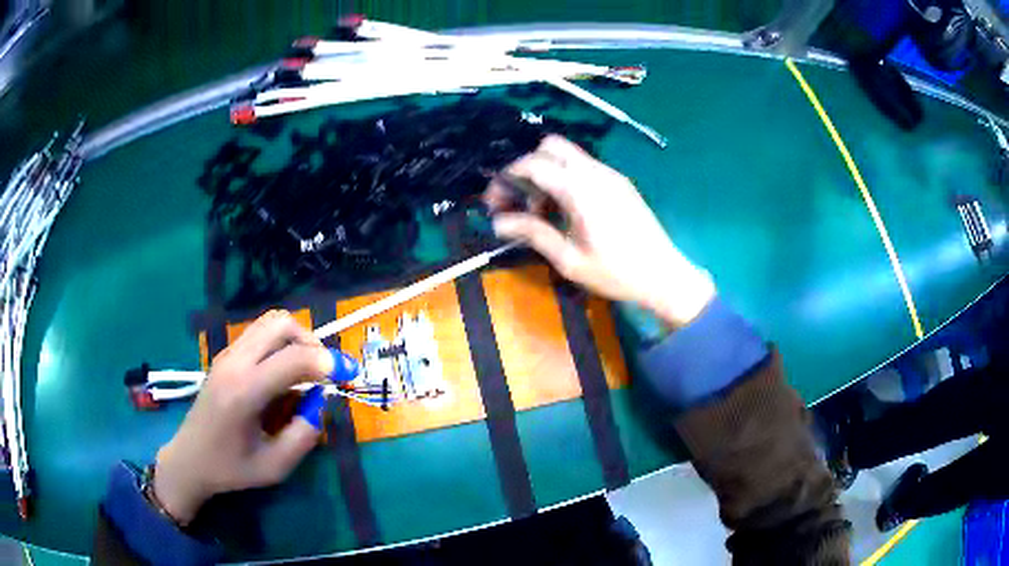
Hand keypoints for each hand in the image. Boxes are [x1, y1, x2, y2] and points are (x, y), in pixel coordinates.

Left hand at [152, 311, 333, 524]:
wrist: (190, 459)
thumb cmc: (231, 469)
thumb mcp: (275, 466)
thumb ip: (304, 434)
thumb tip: (321, 400)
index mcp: (244, 392)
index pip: (293, 358)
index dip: (329, 362)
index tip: (351, 374)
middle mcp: (234, 363)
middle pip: (281, 324)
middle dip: (312, 342)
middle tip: (325, 371)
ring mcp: (227, 355)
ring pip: (270, 322)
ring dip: (296, 339)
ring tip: (306, 371)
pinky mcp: (225, 356)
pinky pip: (259, 334)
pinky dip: (281, 344)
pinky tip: (283, 373)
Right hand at [489, 135, 715, 327]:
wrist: (664, 276)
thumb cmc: (616, 273)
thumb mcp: (569, 259)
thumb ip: (533, 233)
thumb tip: (498, 222)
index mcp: (580, 189)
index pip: (533, 164)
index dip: (507, 178)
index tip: (495, 202)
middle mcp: (595, 172)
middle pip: (550, 147)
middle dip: (527, 167)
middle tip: (519, 200)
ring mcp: (610, 174)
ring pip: (568, 155)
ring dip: (547, 173)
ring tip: (542, 211)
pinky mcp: (620, 183)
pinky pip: (585, 168)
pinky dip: (566, 178)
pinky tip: (566, 210)